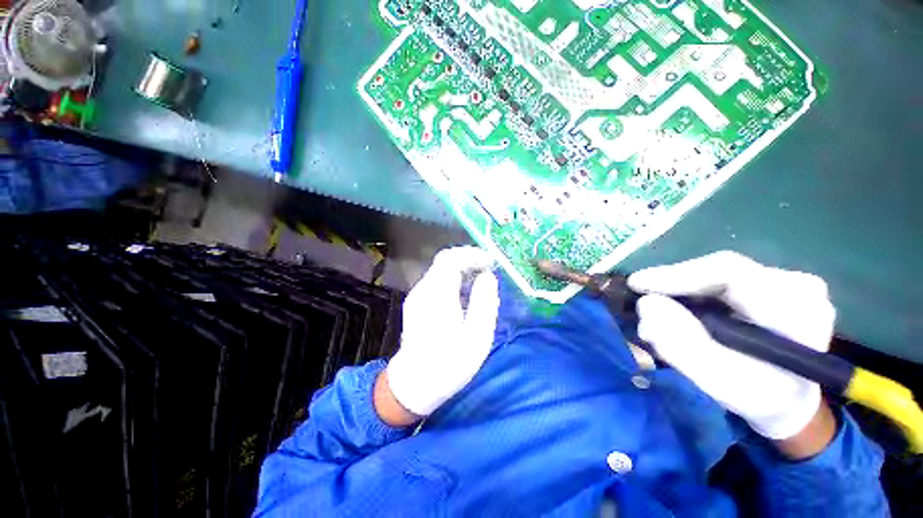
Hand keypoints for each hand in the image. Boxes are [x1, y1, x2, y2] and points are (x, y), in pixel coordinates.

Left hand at [383, 247, 499, 421]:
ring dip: (463, 269)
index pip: (451, 259)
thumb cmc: (448, 365)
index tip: (491, 261)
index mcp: (437, 295)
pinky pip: (437, 280)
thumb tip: (488, 276)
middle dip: (469, 259)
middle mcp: (423, 289)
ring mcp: (417, 295)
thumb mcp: (476, 337)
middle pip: (445, 261)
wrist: (413, 385)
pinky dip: (454, 279)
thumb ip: (484, 302)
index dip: (472, 254)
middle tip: (490, 269)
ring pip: (441, 270)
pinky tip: (465, 294)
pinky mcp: (417, 302)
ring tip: (481, 281)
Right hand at [628, 251, 835, 444]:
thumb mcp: (719, 381)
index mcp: (798, 311)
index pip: (730, 274)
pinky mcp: (772, 282)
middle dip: (674, 284)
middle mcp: (798, 286)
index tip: (636, 285)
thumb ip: (682, 345)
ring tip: (657, 309)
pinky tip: (680, 306)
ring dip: (681, 289)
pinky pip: (720, 279)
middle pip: (719, 270)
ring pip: (716, 273)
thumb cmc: (757, 397)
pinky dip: (693, 291)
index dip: (676, 275)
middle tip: (642, 299)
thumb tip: (646, 304)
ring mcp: (787, 280)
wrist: (788, 401)